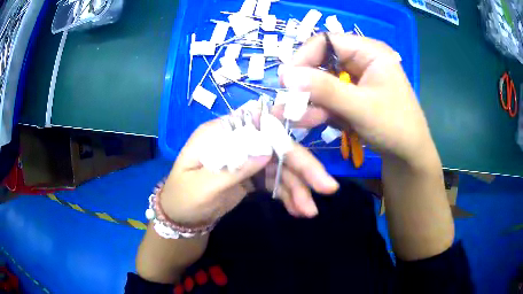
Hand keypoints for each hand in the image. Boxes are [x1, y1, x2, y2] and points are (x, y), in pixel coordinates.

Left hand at [159, 116, 338, 225]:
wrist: (181, 219)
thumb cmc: (183, 199)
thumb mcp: (202, 187)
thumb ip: (233, 168)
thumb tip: (266, 150)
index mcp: (220, 134)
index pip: (258, 119)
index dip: (288, 117)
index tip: (317, 117)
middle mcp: (238, 141)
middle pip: (277, 146)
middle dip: (303, 166)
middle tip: (327, 187)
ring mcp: (247, 158)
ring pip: (281, 167)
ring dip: (298, 188)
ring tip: (309, 211)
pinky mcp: (252, 176)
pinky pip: (276, 182)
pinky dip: (288, 195)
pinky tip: (297, 210)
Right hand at [277, 34, 436, 167]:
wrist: (409, 156)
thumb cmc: (394, 127)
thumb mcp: (360, 107)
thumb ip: (325, 89)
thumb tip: (286, 75)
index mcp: (369, 52)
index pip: (326, 42)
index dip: (303, 57)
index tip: (286, 81)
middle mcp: (361, 60)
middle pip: (322, 63)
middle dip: (305, 85)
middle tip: (288, 105)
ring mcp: (356, 79)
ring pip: (323, 83)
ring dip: (310, 101)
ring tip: (295, 119)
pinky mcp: (353, 96)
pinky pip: (330, 97)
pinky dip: (320, 110)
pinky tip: (310, 122)